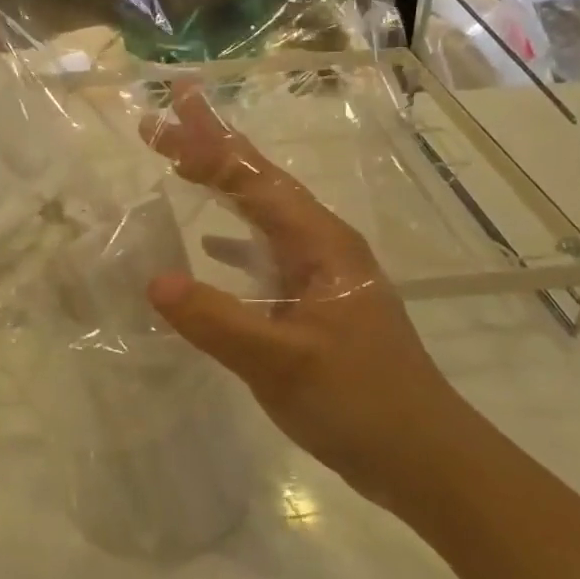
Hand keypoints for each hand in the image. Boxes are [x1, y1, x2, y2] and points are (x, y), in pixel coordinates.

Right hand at [141, 90, 474, 504]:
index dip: (207, 147)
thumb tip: (154, 281)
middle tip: (164, 122)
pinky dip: (235, 239)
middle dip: (213, 149)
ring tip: (182, 164)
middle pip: (260, 183)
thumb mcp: (281, 362)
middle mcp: (322, 245)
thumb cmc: (360, 403)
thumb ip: (216, 320)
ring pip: (263, 214)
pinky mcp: (316, 302)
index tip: (164, 119)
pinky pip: (267, 252)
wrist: (425, 459)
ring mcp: (322, 274)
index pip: (254, 180)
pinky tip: (212, 245)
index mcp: (320, 243)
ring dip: (223, 187)